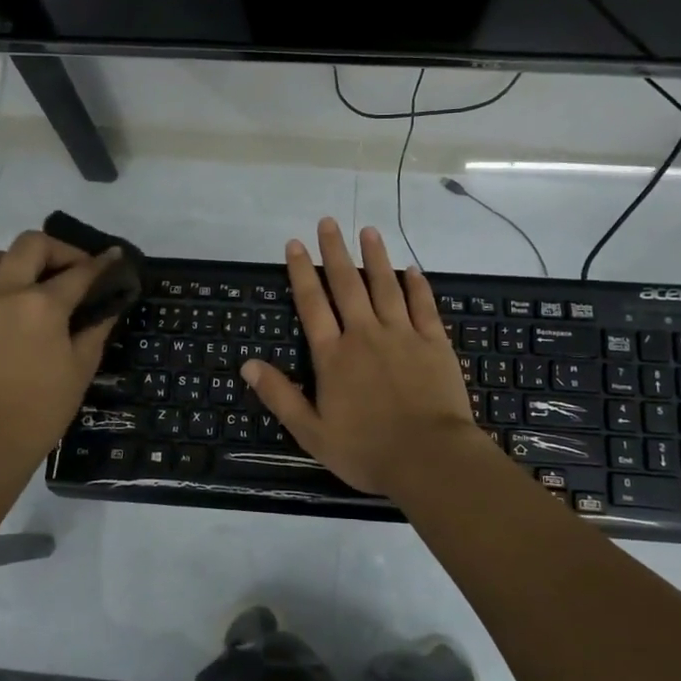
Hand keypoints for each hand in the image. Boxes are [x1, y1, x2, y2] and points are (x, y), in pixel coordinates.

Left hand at [0, 231, 123, 474]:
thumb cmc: (45, 406)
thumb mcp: (82, 365)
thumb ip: (96, 326)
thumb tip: (109, 304)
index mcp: (42, 305)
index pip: (79, 272)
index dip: (102, 263)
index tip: (116, 257)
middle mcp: (8, 293)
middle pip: (32, 245)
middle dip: (61, 250)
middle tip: (79, 272)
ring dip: (21, 257)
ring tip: (41, 279)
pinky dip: (3, 276)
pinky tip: (24, 302)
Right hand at [241, 219, 478, 495]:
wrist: (429, 458)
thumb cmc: (366, 450)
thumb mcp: (311, 432)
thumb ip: (280, 395)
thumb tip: (247, 364)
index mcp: (333, 356)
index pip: (312, 305)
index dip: (301, 272)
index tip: (294, 244)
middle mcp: (364, 335)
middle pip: (347, 284)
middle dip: (334, 251)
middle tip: (328, 222)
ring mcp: (402, 335)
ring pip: (385, 286)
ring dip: (375, 257)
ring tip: (367, 231)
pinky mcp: (433, 343)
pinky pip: (423, 306)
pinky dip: (416, 285)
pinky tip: (411, 269)